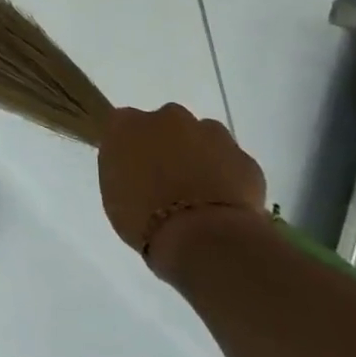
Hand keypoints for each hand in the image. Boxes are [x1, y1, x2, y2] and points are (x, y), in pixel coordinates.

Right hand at [98, 104, 267, 283]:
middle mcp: (167, 117)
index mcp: (125, 125)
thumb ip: (121, 168)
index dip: (128, 144)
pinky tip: (221, 204)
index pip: (118, 122)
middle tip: (163, 181)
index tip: (130, 166)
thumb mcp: (112, 194)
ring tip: (196, 194)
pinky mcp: (243, 156)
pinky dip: (226, 177)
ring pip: (200, 138)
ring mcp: (210, 133)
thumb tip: (134, 168)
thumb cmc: (143, 220)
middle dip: (164, 146)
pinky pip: (230, 162)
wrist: (204, 239)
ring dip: (196, 156)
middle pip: (163, 124)